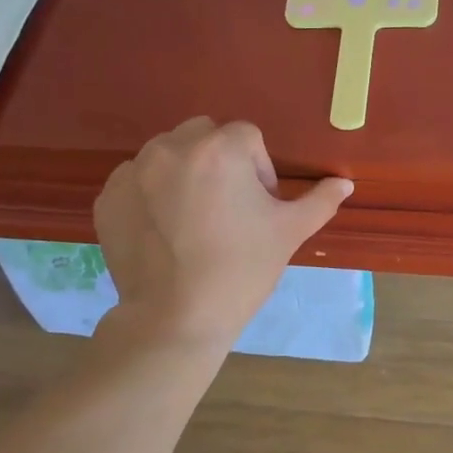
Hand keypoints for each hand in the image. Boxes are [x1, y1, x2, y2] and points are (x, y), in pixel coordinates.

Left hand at [92, 118, 352, 349]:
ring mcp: (133, 171)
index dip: (259, 168)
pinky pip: (137, 180)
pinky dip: (151, 194)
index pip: (247, 136)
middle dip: (220, 160)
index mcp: (220, 149)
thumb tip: (345, 182)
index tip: (259, 205)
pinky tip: (164, 230)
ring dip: (185, 173)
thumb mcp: (290, 232)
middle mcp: (172, 148)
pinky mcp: (108, 196)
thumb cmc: (242, 269)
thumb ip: (320, 201)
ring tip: (194, 220)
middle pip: (204, 135)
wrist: (176, 317)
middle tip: (228, 207)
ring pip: (168, 154)